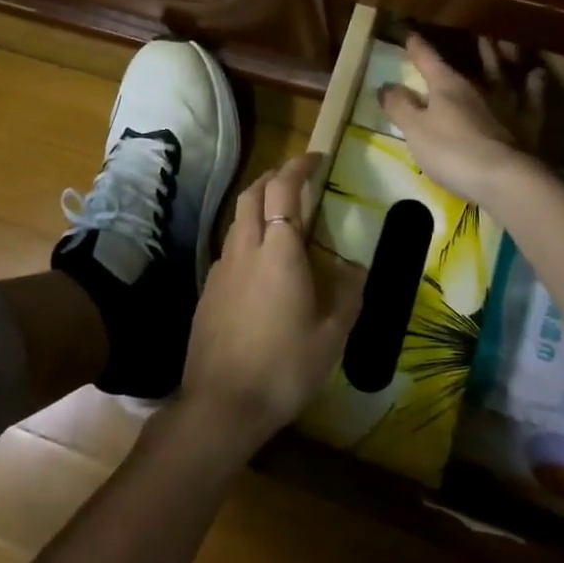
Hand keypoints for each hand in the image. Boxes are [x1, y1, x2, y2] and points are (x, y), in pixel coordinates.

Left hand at [181, 153, 361, 448]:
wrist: (221, 404)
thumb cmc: (284, 369)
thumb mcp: (331, 337)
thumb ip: (347, 296)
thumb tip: (355, 268)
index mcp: (278, 252)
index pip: (283, 190)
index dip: (298, 167)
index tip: (315, 158)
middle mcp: (245, 249)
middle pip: (252, 194)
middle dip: (273, 177)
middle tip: (296, 179)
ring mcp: (221, 268)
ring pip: (237, 219)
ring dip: (257, 204)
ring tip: (280, 216)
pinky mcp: (208, 290)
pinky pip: (229, 247)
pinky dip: (246, 235)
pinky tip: (259, 262)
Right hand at [379, 34, 544, 205]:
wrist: (505, 179)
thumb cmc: (453, 152)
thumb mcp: (415, 130)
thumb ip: (400, 107)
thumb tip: (386, 86)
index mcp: (448, 86)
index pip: (428, 60)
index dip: (417, 48)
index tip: (410, 34)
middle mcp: (479, 87)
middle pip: (472, 62)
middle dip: (469, 48)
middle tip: (473, 34)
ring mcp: (507, 104)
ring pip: (504, 73)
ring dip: (503, 57)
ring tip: (504, 43)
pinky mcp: (528, 125)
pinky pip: (534, 97)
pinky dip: (535, 84)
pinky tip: (536, 75)